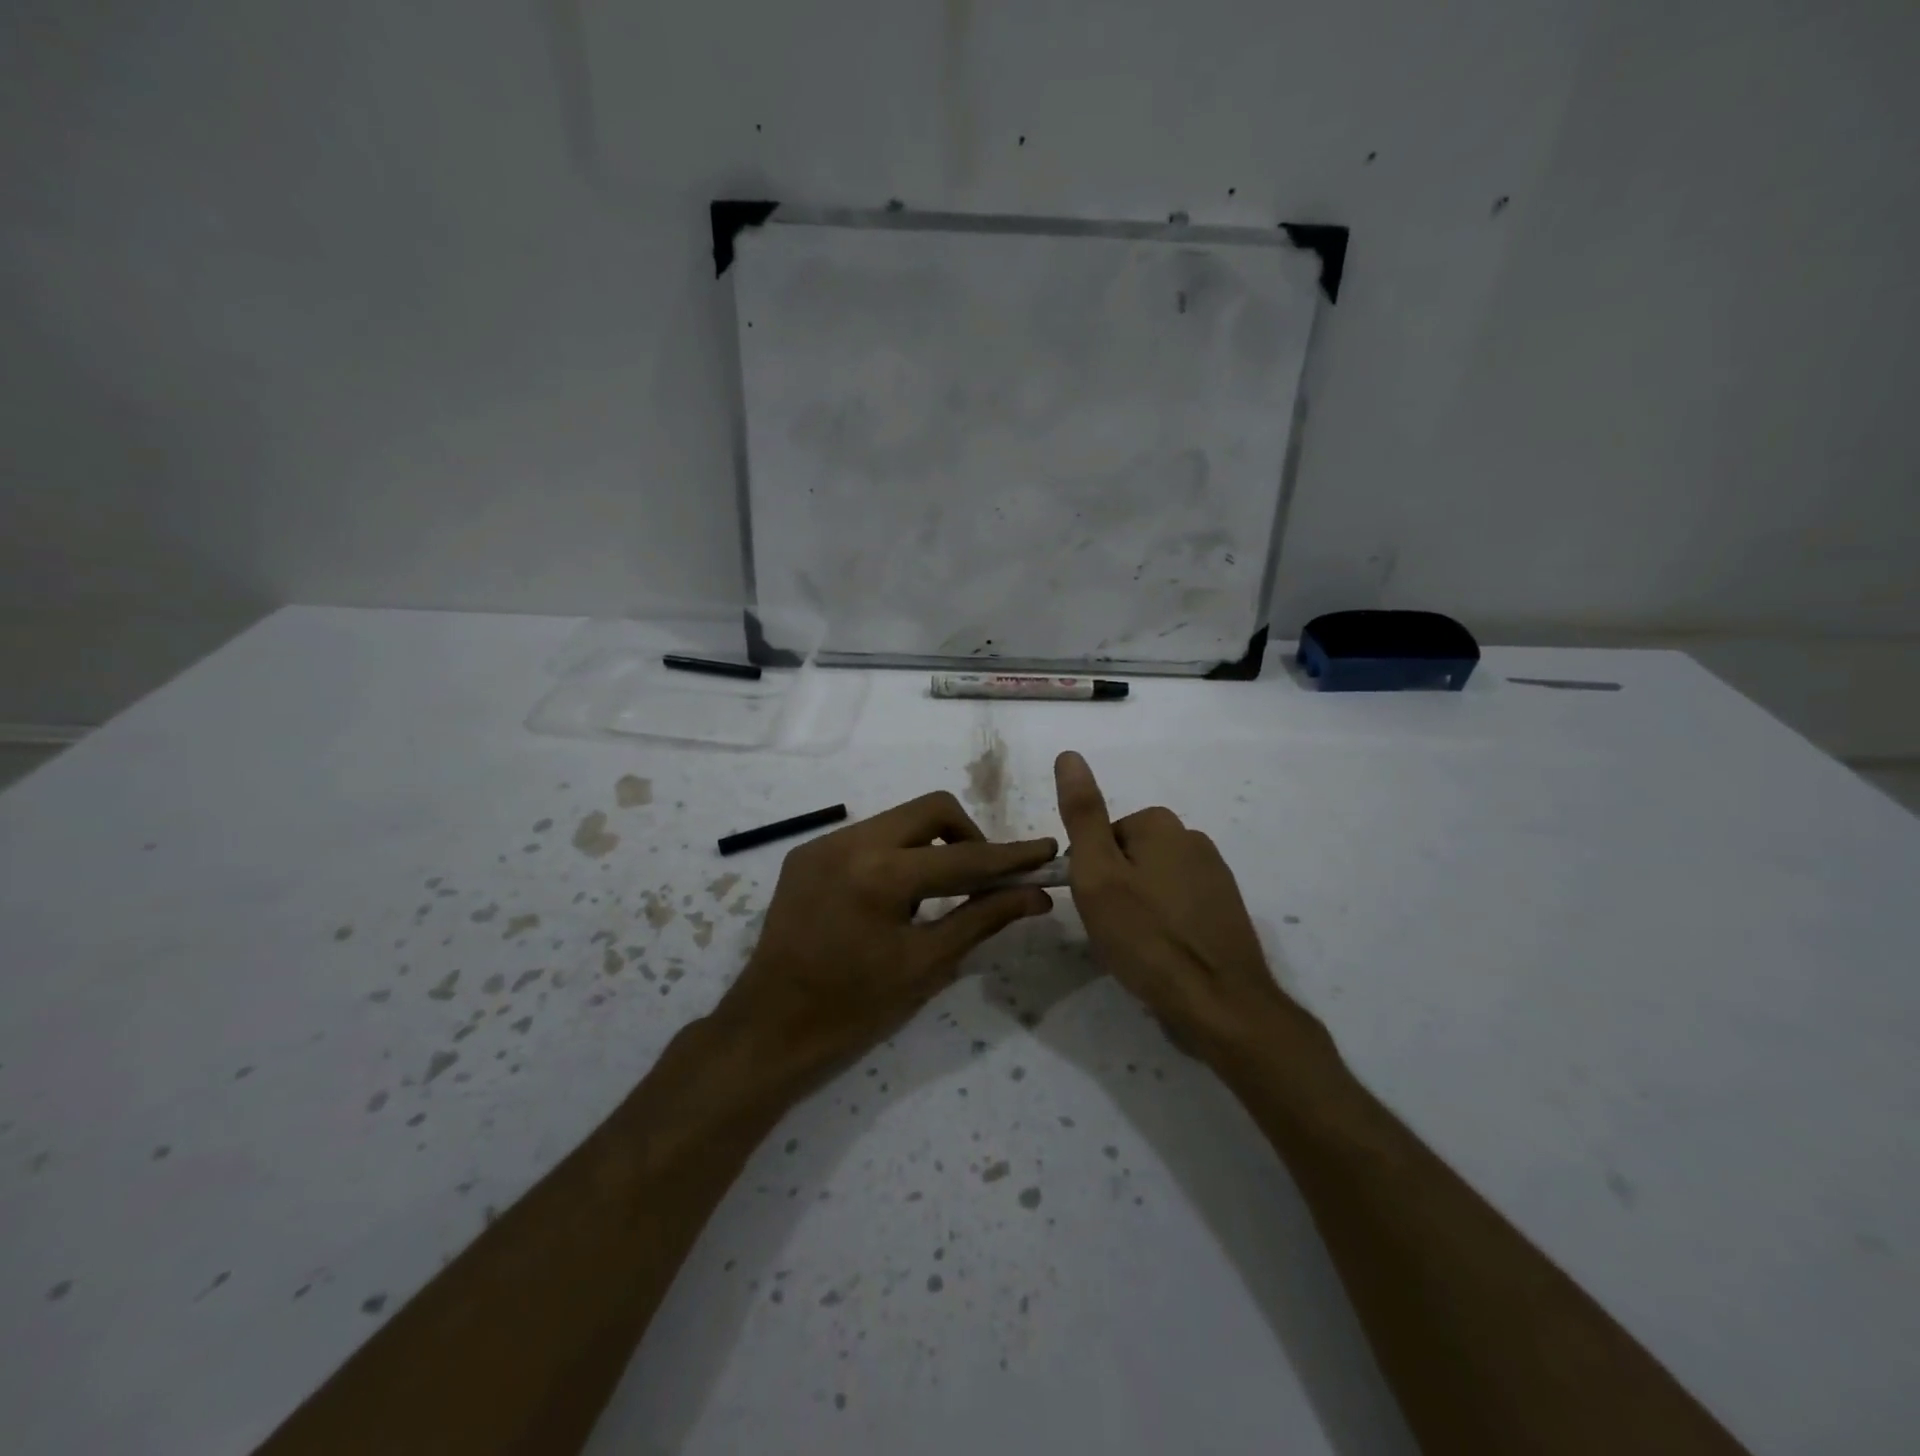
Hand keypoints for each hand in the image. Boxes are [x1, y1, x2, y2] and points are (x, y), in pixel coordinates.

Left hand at [712, 791, 1056, 1085]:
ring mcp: (824, 843)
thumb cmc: (854, 1008)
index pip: (963, 856)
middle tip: (982, 877)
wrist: (770, 1027)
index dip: (1010, 855)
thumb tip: (1035, 896)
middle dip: (968, 836)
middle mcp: (850, 842)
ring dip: (930, 845)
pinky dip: (895, 854)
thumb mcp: (926, 964)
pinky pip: (868, 836)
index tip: (1045, 849)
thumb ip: (983, 918)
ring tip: (934, 894)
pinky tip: (893, 897)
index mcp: (881, 875)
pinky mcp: (807, 853)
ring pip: (899, 819)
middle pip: (931, 809)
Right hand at [1054, 751, 1317, 1056]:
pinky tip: (1164, 954)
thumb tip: (1069, 755)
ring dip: (1139, 908)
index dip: (1089, 872)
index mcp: (1161, 824)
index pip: (1102, 837)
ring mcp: (1215, 874)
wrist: (1219, 1003)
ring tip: (1138, 947)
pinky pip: (1178, 905)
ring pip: (1153, 882)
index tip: (1095, 906)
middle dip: (1115, 888)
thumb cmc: (1147, 936)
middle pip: (1129, 857)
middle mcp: (1193, 838)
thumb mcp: (1097, 874)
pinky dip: (1165, 924)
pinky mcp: (1226, 908)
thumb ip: (1082, 814)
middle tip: (1113, 929)